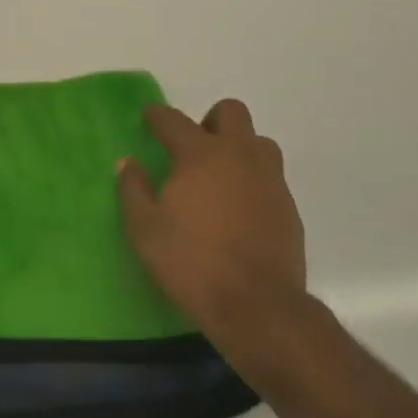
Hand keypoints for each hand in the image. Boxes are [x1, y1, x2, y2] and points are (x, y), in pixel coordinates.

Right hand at [117, 99, 307, 357]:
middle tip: (194, 148)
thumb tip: (129, 163)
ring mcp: (269, 179)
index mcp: (201, 155)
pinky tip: (239, 209)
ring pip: (258, 142)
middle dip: (210, 120)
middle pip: (231, 112)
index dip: (158, 115)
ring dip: (239, 148)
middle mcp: (239, 156)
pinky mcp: (288, 206)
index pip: (174, 120)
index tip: (149, 118)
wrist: (257, 305)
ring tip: (220, 176)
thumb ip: (134, 190)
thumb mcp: (145, 230)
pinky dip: (253, 180)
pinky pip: (270, 176)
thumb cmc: (192, 263)